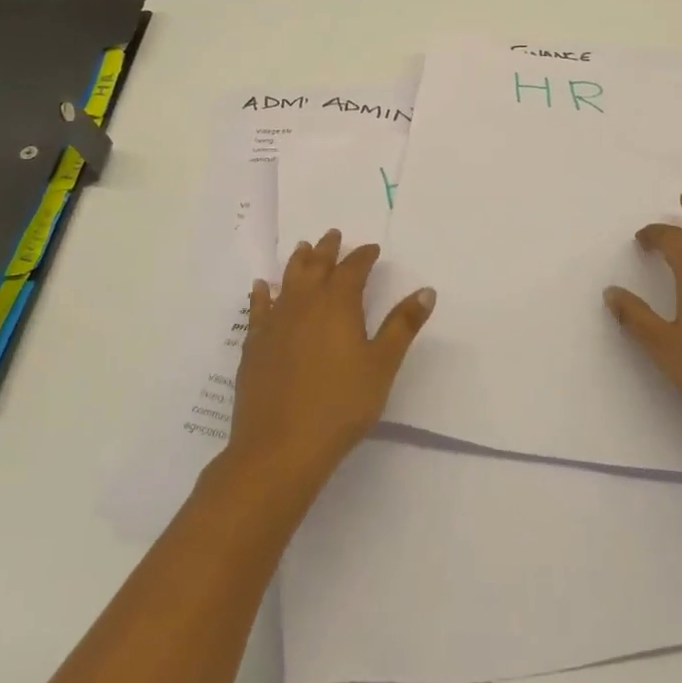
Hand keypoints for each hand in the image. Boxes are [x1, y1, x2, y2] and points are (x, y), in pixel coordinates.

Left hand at [228, 230, 435, 489]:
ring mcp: (275, 322)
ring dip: (298, 262)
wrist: (279, 447)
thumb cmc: (340, 405)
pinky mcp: (255, 345)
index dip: (364, 256)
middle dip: (328, 249)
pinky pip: (258, 308)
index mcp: (338, 303)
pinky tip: (261, 287)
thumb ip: (402, 325)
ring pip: (287, 280)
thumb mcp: (382, 365)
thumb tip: (426, 290)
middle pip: (317, 266)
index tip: (372, 249)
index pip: (353, 268)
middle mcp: (304, 303)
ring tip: (303, 248)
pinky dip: (262, 293)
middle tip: (334, 235)